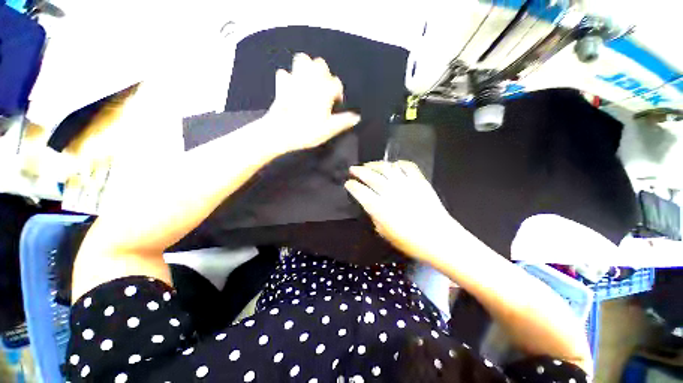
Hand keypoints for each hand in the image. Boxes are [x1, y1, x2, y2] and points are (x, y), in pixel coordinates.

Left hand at [263, 53, 360, 152]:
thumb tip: (357, 117)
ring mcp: (294, 79)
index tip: (336, 103)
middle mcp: (311, 80)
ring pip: (302, 59)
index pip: (336, 83)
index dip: (338, 93)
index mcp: (324, 90)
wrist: (281, 132)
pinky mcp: (281, 85)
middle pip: (320, 64)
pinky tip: (291, 86)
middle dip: (324, 74)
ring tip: (309, 81)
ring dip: (307, 67)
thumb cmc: (308, 131)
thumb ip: (343, 121)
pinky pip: (284, 73)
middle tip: (323, 88)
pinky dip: (288, 78)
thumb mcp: (329, 129)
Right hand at [345, 161, 459, 261]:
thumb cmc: (410, 241)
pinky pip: (407, 166)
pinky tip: (393, 165)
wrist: (438, 238)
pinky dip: (398, 164)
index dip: (352, 186)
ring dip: (375, 164)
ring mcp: (406, 185)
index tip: (349, 183)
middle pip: (371, 176)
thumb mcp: (385, 233)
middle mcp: (391, 193)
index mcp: (380, 208)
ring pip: (387, 168)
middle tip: (353, 169)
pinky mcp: (419, 181)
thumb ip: (375, 216)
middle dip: (359, 171)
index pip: (361, 192)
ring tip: (369, 165)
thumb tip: (371, 205)